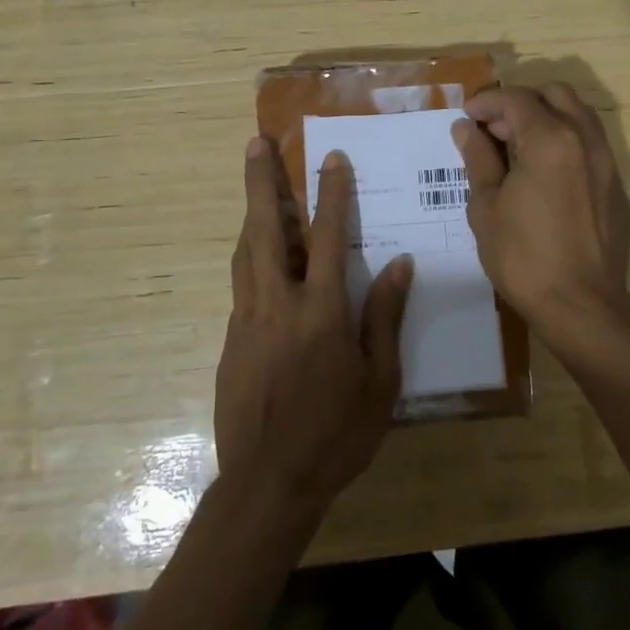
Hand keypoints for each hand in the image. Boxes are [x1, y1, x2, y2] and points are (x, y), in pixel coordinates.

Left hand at [214, 138, 413, 517]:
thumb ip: (384, 317)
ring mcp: (247, 320)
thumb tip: (399, 265)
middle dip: (260, 181)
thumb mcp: (379, 381)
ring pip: (246, 252)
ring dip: (251, 213)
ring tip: (254, 184)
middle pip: (265, 229)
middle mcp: (278, 303)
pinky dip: (251, 257)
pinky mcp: (230, 340)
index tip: (331, 158)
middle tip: (254, 144)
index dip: (331, 194)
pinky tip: (261, 258)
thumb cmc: (336, 434)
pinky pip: (241, 284)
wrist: (267, 485)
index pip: (328, 236)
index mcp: (321, 311)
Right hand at [451, 83, 629, 369]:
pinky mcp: (617, 187)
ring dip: (547, 117)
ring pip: (579, 115)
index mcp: (550, 139)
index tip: (468, 116)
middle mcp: (585, 139)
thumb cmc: (524, 256)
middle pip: (555, 94)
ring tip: (519, 148)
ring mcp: (607, 162)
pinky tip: (546, 175)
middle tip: (495, 130)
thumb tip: (466, 128)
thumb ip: (478, 158)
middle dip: (521, 102)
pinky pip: (591, 145)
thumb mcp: (486, 206)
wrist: (583, 306)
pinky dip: (566, 142)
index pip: (516, 99)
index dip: (488, 101)